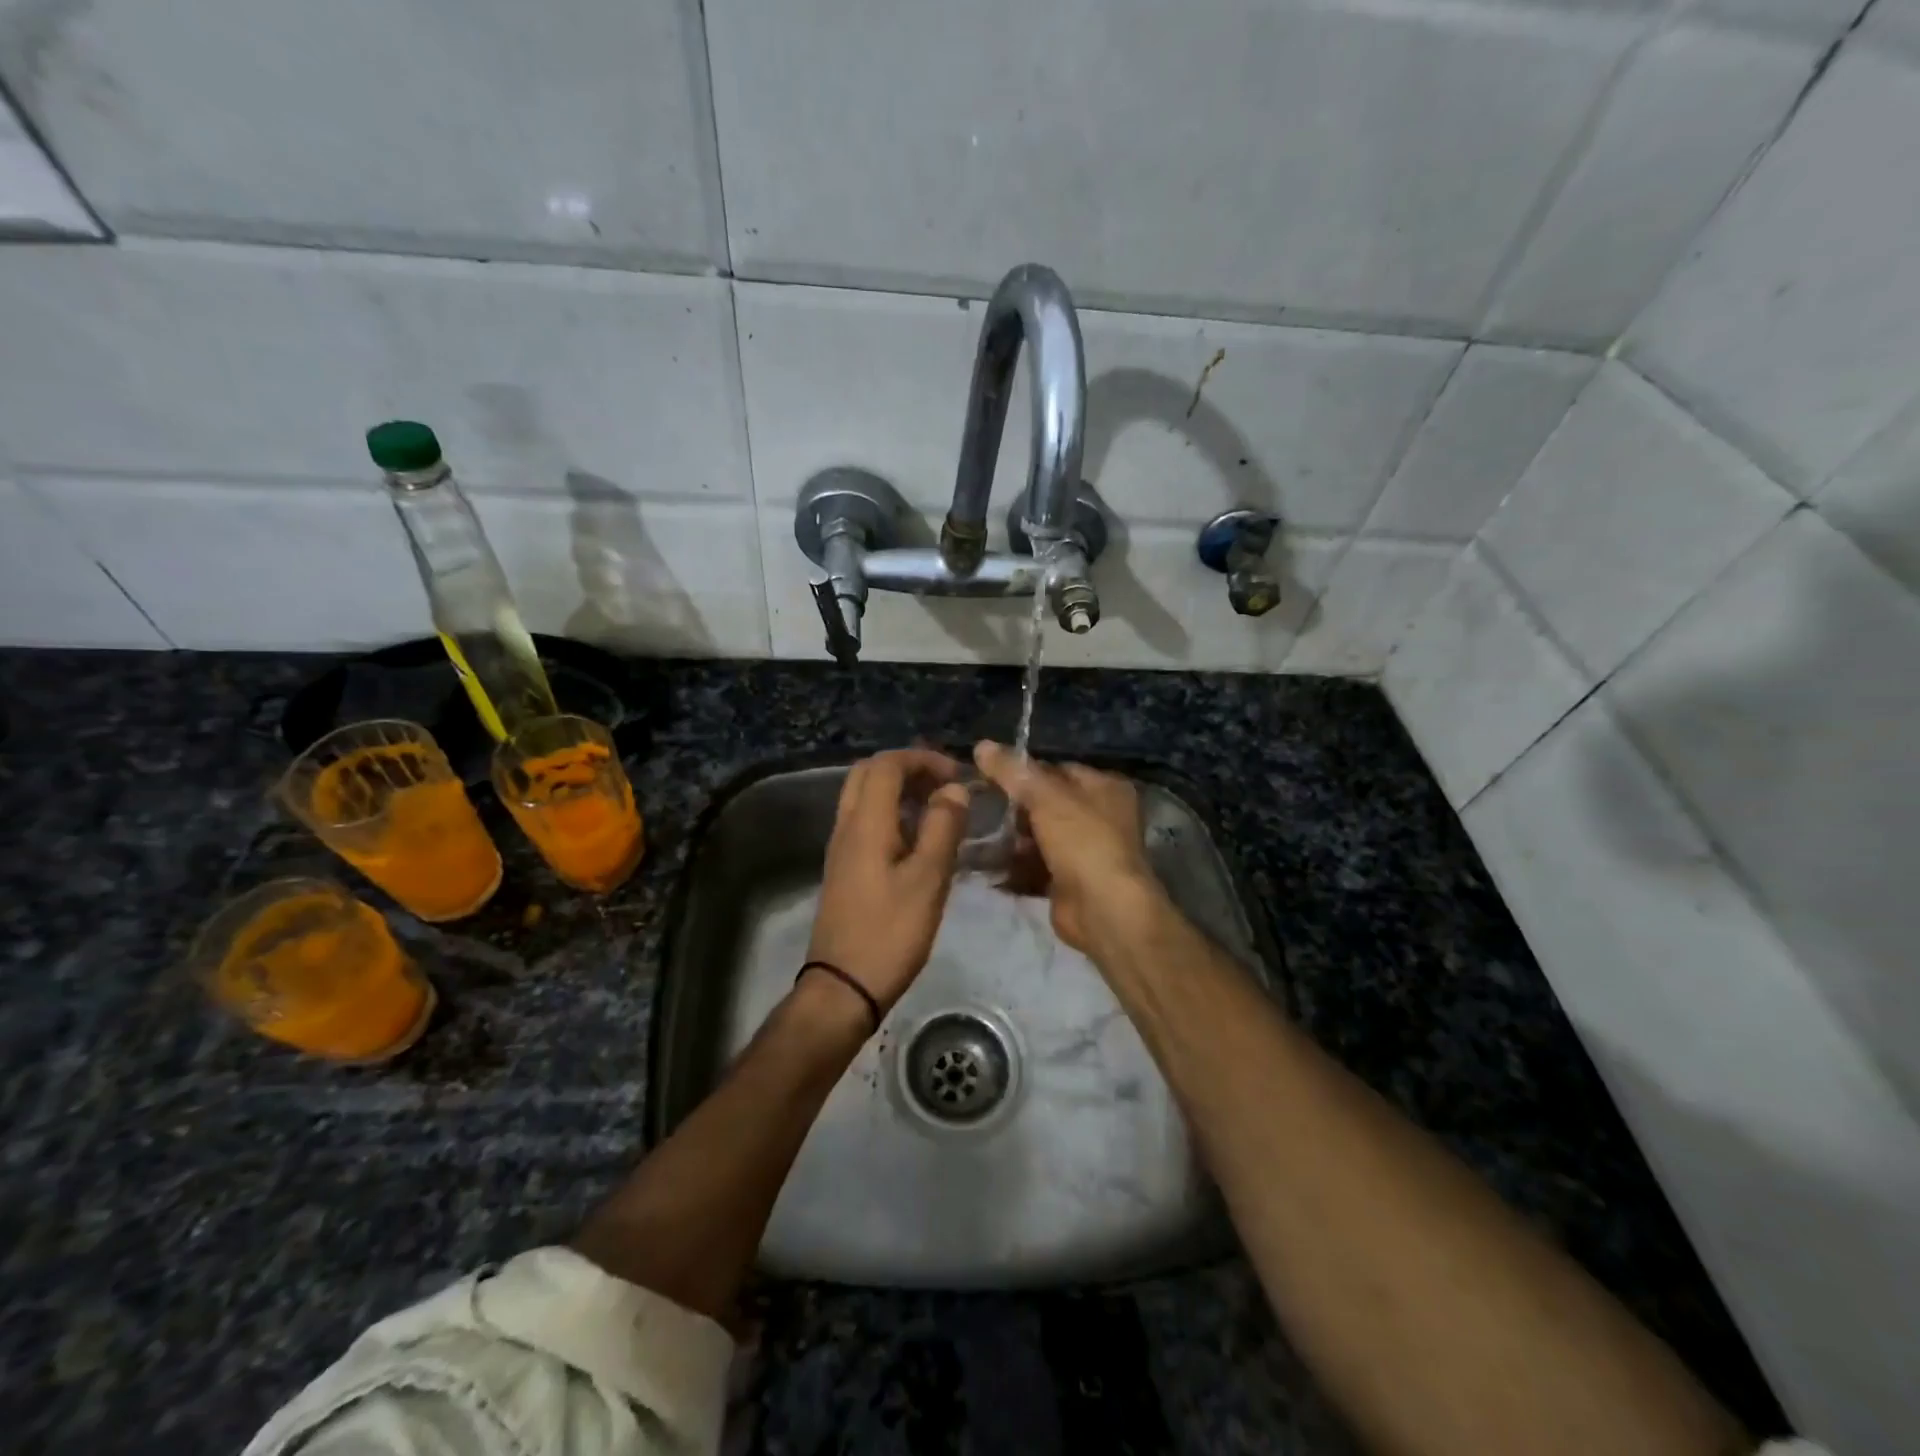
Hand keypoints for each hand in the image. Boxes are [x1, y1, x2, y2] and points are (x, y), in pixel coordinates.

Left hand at [806, 748, 969, 1015]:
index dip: (922, 759)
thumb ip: (942, 828)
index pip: (887, 765)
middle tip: (944, 784)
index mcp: (865, 823)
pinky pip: (865, 821)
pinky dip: (891, 813)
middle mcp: (846, 826)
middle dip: (908, 768)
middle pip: (869, 774)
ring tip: (938, 807)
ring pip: (864, 797)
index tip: (957, 774)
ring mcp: (841, 848)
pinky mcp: (844, 868)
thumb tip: (954, 789)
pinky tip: (919, 838)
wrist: (843, 986)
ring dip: (899, 790)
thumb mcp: (928, 879)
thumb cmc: (890, 932)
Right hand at [973, 740, 1164, 954]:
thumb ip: (1013, 771)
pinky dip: (1015, 865)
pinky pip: (1036, 866)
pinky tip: (987, 863)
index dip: (1025, 772)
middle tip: (980, 807)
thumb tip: (982, 745)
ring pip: (1040, 836)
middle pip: (1047, 803)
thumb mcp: (1045, 797)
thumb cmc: (1082, 841)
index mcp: (1104, 788)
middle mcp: (1100, 816)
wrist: (1103, 909)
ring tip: (977, 835)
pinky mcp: (1069, 881)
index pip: (1058, 769)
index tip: (989, 776)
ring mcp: (1085, 851)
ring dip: (1011, 839)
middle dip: (1015, 809)